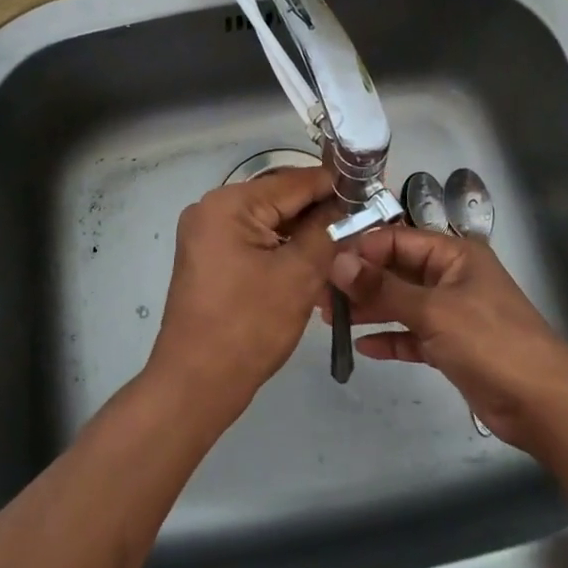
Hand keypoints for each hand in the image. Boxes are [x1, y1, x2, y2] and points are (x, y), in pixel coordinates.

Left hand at [146, 166, 341, 425]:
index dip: (335, 186)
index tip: (372, 190)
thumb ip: (327, 232)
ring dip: (304, 231)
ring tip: (347, 240)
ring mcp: (207, 234)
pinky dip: (283, 247)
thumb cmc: (248, 327)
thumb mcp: (298, 276)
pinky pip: (254, 240)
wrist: (195, 385)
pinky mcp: (210, 258)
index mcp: (228, 204)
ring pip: (269, 221)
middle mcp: (212, 208)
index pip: (293, 182)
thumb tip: (350, 207)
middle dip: (321, 210)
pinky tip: (315, 259)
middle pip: (280, 199)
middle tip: (365, 219)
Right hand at [327, 224, 567, 449]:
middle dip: (361, 281)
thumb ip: (383, 288)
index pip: (397, 239)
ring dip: (370, 309)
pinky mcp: (451, 346)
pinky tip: (363, 346)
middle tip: (322, 295)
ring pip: (401, 303)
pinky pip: (412, 335)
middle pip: (396, 271)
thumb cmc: (490, 341)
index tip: (326, 262)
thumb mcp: (433, 310)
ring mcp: (451, 313)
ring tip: (331, 318)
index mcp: (453, 254)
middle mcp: (450, 277)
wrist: (543, 402)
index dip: (362, 248)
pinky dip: (390, 338)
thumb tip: (338, 263)